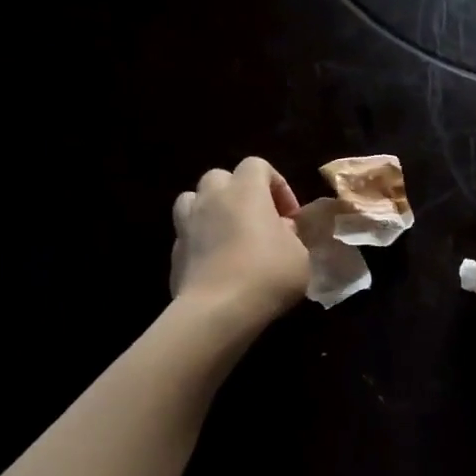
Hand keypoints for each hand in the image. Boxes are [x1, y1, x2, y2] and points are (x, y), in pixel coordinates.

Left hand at [169, 158, 308, 332]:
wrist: (218, 310)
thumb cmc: (268, 275)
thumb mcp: (300, 255)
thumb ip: (291, 235)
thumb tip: (280, 228)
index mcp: (246, 191)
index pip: (257, 165)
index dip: (276, 185)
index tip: (290, 215)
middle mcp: (212, 198)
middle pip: (221, 177)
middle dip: (240, 193)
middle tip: (258, 220)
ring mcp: (187, 224)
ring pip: (194, 199)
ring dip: (212, 210)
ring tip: (230, 235)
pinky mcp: (175, 251)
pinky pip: (188, 234)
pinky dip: (201, 240)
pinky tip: (217, 264)